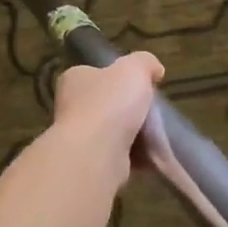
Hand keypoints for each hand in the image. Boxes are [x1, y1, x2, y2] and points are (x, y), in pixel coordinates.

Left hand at [51, 52, 163, 169]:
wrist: (96, 153)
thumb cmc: (110, 103)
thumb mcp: (134, 68)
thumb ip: (144, 62)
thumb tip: (155, 70)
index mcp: (74, 79)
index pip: (96, 73)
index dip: (119, 78)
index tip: (141, 85)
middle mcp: (70, 107)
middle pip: (107, 104)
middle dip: (129, 109)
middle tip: (152, 111)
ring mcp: (79, 138)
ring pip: (114, 132)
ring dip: (134, 135)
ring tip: (156, 135)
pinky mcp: (92, 163)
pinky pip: (120, 156)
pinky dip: (136, 157)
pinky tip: (152, 156)